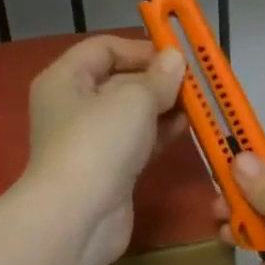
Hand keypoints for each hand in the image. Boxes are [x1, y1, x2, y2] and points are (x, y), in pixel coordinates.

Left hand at [26, 36, 184, 264]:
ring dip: (163, 107)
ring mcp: (90, 141)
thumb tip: (174, 60)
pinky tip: (187, 128)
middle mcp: (73, 107)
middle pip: (119, 81)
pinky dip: (159, 133)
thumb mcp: (134, 99)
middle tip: (195, 81)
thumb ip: (159, 78)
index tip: (177, 55)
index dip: (140, 47)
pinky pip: (137, 142)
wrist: (79, 216)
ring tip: (199, 103)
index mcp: (65, 79)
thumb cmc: (99, 142)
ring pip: (131, 114)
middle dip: (157, 80)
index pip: (103, 49)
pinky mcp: (108, 170)